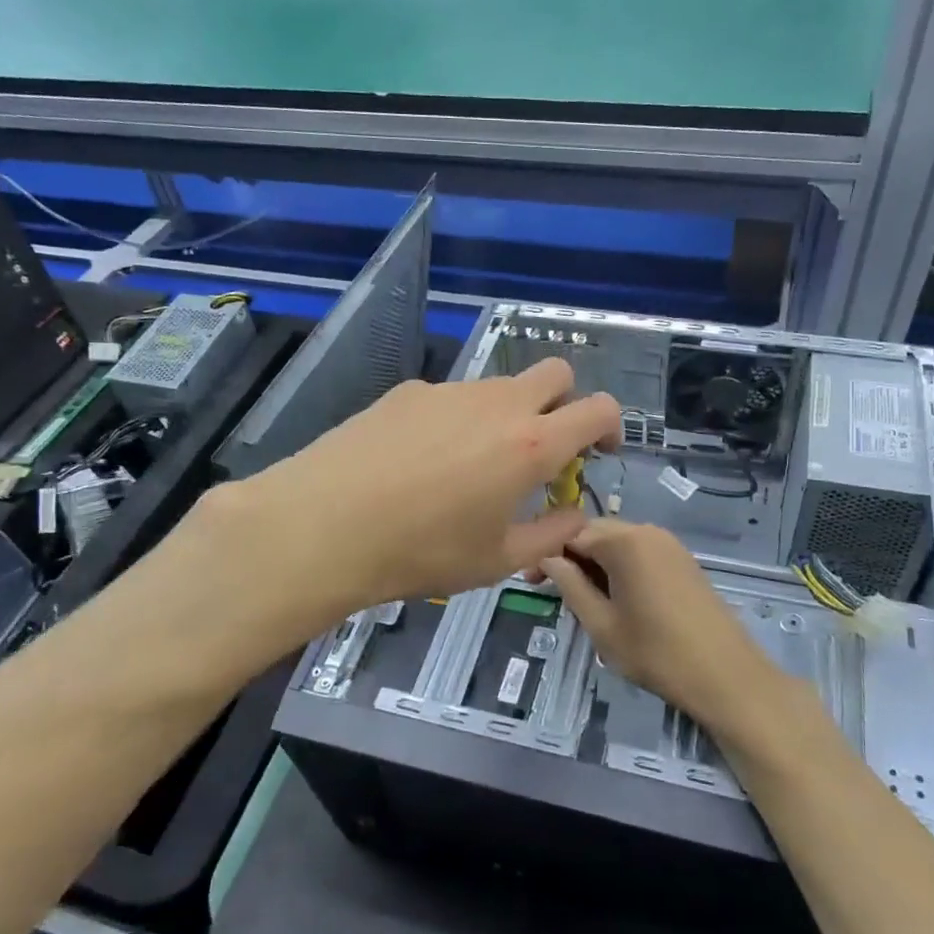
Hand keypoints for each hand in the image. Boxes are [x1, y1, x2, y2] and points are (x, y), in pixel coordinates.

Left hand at [207, 358, 620, 630]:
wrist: (324, 525)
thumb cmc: (421, 551)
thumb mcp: (498, 560)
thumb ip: (551, 534)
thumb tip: (574, 514)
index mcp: (531, 444)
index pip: (597, 408)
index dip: (610, 425)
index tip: (599, 450)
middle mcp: (497, 404)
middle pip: (555, 372)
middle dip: (564, 402)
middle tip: (544, 447)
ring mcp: (449, 391)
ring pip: (499, 385)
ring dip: (507, 414)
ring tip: (472, 465)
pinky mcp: (407, 391)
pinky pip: (451, 397)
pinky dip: (457, 419)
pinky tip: (421, 460)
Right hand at [539, 520, 785, 738]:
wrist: (727, 675)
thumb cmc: (656, 653)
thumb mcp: (601, 624)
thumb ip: (570, 585)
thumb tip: (548, 559)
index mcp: (624, 541)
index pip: (570, 533)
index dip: (546, 554)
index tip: (529, 581)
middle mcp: (647, 531)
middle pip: (595, 532)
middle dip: (569, 556)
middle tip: (549, 590)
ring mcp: (669, 543)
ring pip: (617, 542)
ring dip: (594, 562)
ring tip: (581, 598)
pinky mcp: (682, 559)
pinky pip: (639, 552)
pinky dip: (619, 567)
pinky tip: (614, 597)